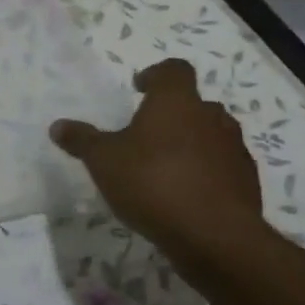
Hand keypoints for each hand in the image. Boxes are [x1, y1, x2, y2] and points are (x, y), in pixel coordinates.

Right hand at [50, 59, 264, 266]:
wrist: (214, 234)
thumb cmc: (153, 183)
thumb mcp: (103, 161)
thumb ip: (82, 140)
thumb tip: (58, 125)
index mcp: (176, 102)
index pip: (173, 70)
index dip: (156, 75)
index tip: (139, 88)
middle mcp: (211, 117)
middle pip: (194, 104)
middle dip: (173, 114)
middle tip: (148, 133)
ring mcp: (234, 149)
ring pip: (212, 134)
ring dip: (192, 143)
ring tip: (166, 166)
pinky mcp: (247, 181)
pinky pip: (223, 166)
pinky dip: (207, 172)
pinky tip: (186, 194)